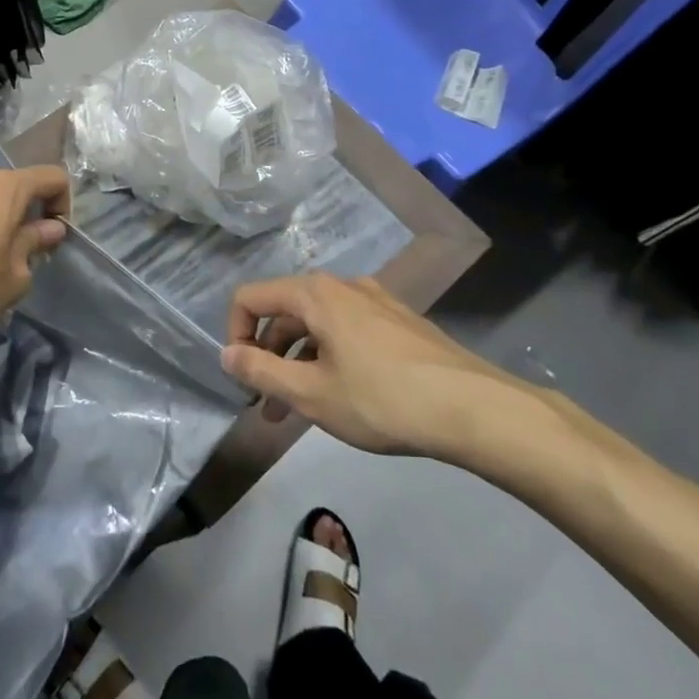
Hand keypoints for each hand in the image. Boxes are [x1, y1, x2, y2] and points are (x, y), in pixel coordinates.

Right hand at [222, 273, 573, 476]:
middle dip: (267, 356)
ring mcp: (376, 301)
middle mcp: (343, 286)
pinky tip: (344, 397)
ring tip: (301, 412)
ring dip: (299, 362)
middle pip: (285, 311)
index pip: (250, 297)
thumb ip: (260, 372)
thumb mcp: (311, 394)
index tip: (242, 379)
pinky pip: (348, 331)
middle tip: (268, 406)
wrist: (473, 407)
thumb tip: (226, 354)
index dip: (234, 334)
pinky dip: (330, 358)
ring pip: (318, 325)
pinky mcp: (399, 321)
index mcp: (315, 294)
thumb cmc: (381, 400)